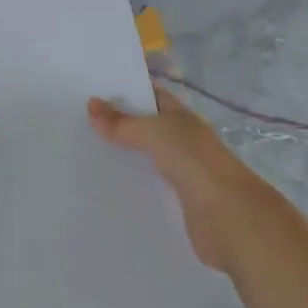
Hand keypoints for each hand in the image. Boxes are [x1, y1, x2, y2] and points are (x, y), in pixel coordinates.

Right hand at [89, 85, 260, 272]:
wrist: (229, 217)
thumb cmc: (195, 162)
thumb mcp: (156, 133)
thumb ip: (123, 123)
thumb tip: (91, 104)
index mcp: (181, 117)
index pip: (151, 95)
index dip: (125, 91)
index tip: (91, 89)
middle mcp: (182, 141)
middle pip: (146, 128)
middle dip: (118, 125)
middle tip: (78, 124)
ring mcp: (181, 172)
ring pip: (146, 159)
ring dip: (123, 157)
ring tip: (84, 155)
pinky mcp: (177, 203)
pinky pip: (148, 187)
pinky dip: (131, 186)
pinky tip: (105, 189)